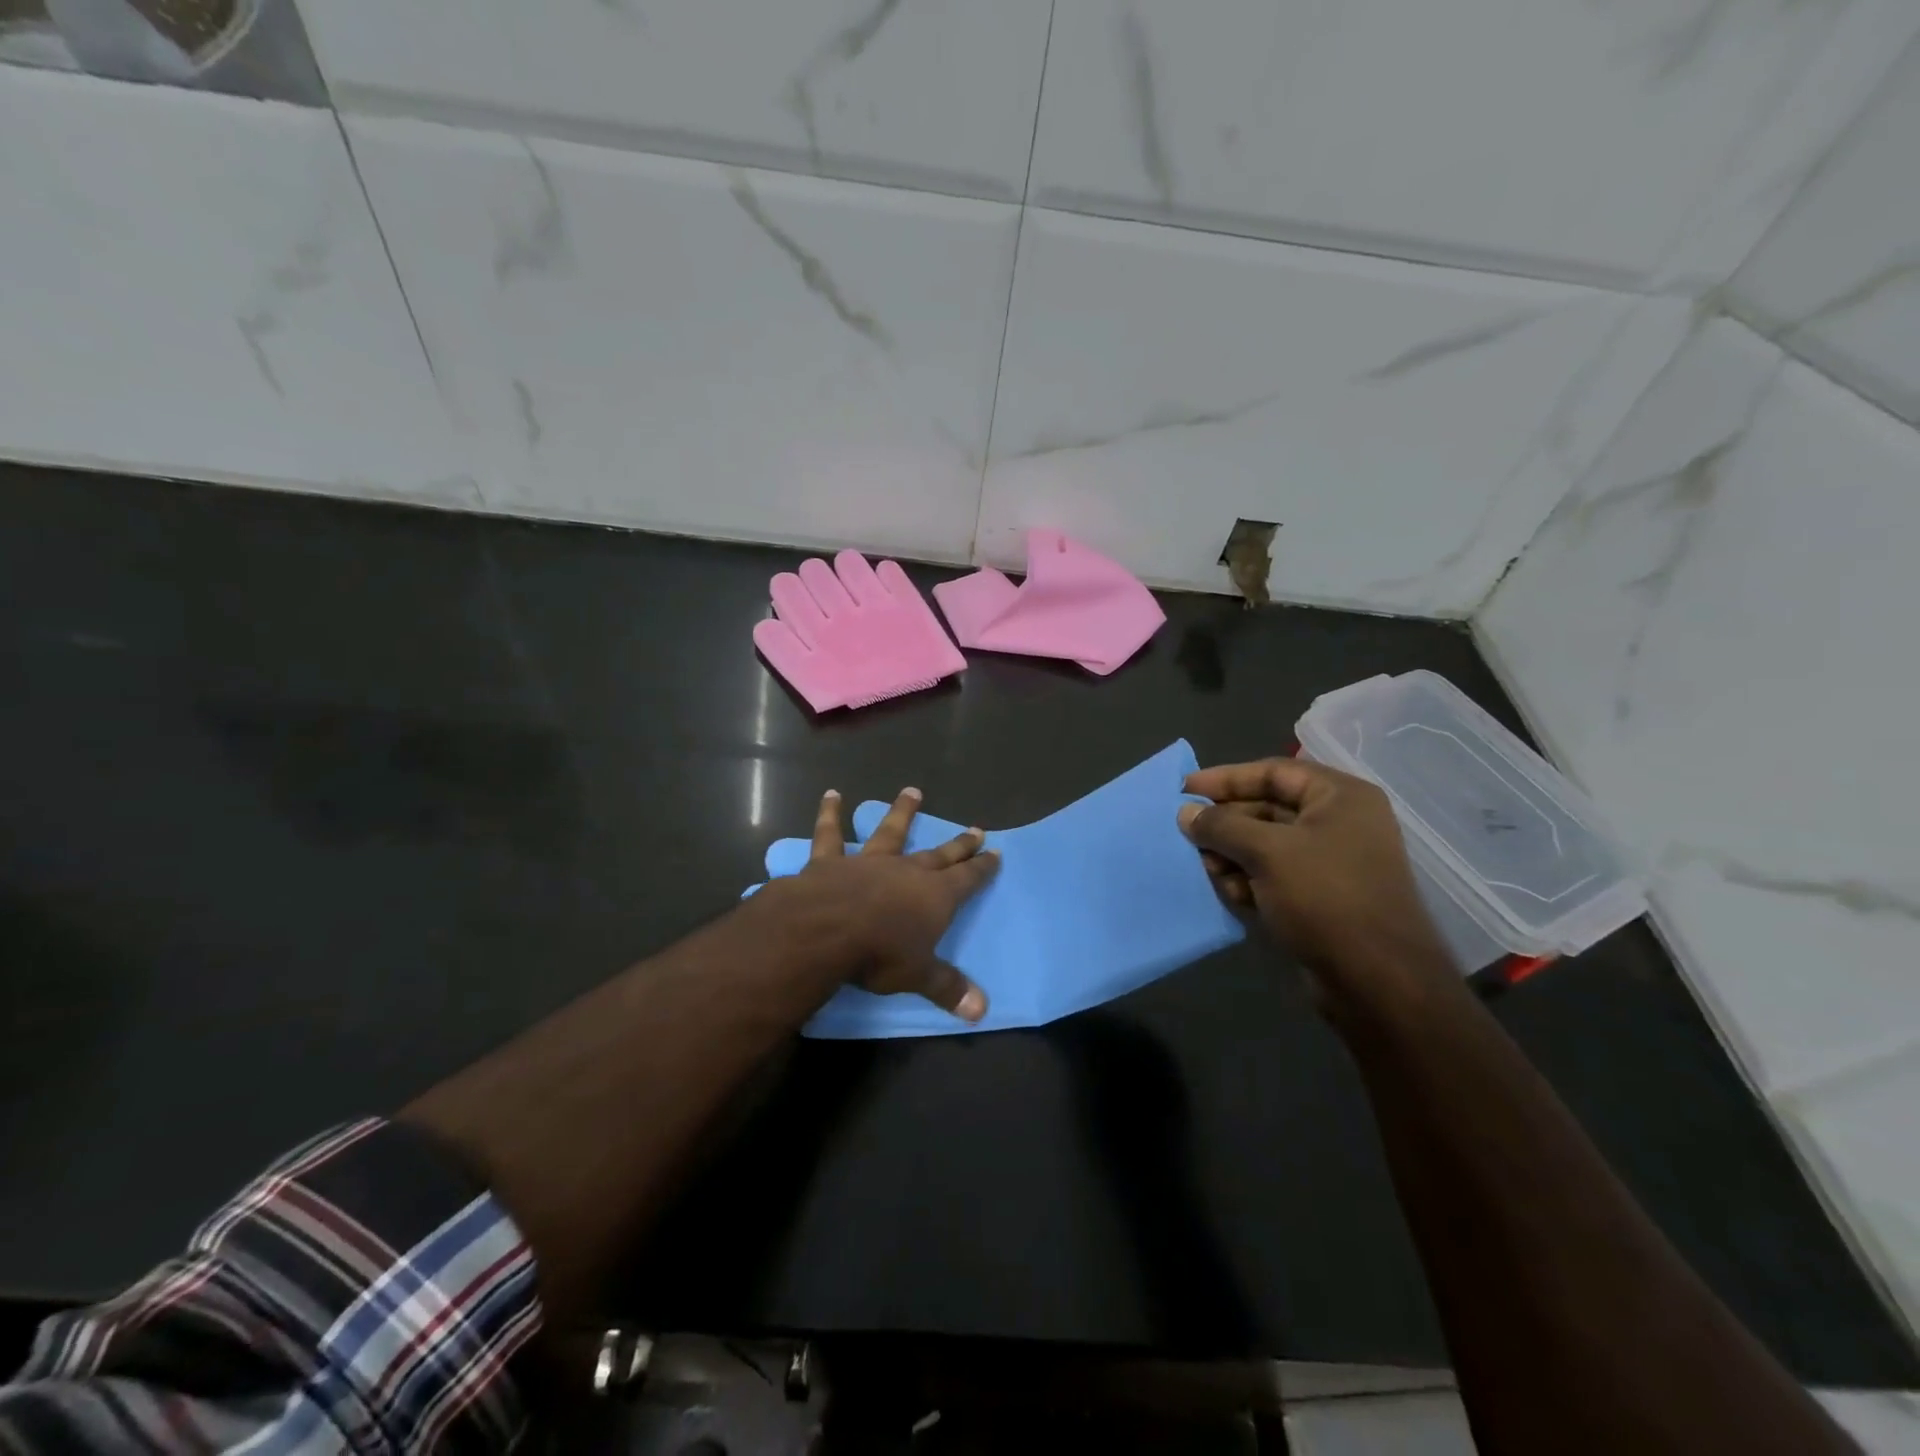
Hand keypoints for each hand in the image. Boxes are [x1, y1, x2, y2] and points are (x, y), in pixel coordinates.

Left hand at [767, 787, 999, 1020]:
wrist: (826, 930)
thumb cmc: (879, 953)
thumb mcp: (919, 976)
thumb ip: (948, 988)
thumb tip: (982, 1012)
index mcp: (934, 896)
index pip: (967, 879)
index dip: (982, 867)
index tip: (995, 851)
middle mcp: (906, 871)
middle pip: (938, 854)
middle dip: (959, 844)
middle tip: (975, 828)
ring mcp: (869, 861)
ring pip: (890, 831)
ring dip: (902, 812)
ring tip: (912, 791)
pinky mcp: (832, 860)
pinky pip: (831, 834)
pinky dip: (830, 814)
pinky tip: (832, 795)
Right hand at [1177, 757, 1454, 1007]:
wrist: (1378, 982)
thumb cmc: (1325, 898)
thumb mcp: (1266, 852)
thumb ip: (1221, 826)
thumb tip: (1185, 813)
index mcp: (1340, 797)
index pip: (1273, 772)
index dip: (1225, 778)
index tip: (1184, 790)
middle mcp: (1339, 823)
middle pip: (1266, 808)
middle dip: (1226, 825)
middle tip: (1189, 838)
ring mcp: (1331, 862)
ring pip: (1265, 845)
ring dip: (1233, 856)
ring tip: (1212, 872)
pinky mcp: (1321, 897)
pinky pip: (1274, 875)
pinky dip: (1249, 880)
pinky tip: (1234, 896)